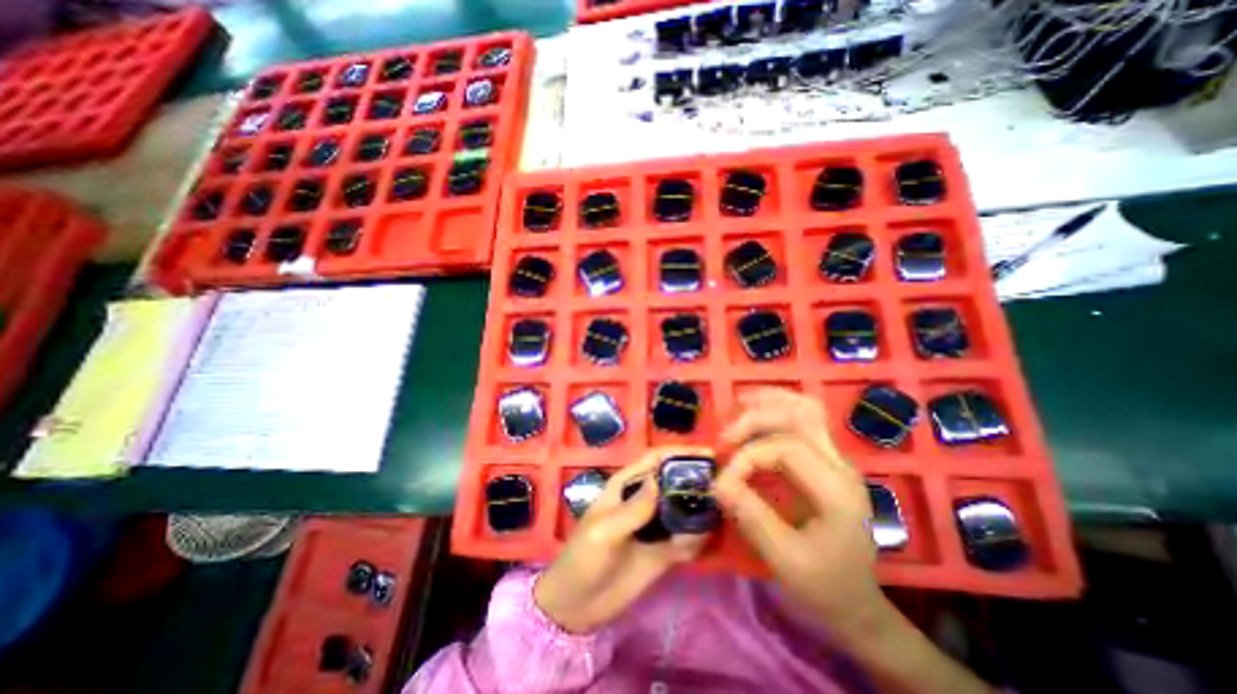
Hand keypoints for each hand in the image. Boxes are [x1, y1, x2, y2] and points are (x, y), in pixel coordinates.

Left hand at [528, 450, 710, 633]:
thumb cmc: (582, 559)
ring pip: (683, 509)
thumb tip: (659, 481)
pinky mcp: (663, 551)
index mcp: (626, 486)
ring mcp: (655, 526)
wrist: (576, 606)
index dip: (679, 453)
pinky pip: (685, 540)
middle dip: (696, 479)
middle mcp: (643, 500)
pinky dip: (697, 539)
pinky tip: (704, 541)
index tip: (708, 454)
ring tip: (721, 511)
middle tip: (723, 483)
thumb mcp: (603, 532)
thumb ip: (632, 509)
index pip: (655, 459)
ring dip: (701, 509)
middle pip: (674, 481)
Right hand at [717, 388, 890, 636]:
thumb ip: (751, 516)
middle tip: (724, 438)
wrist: (855, 603)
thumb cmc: (823, 586)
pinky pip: (803, 419)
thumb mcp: (784, 558)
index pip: (787, 448)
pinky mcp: (825, 460)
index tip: (724, 481)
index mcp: (837, 490)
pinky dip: (776, 409)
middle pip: (799, 415)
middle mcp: (841, 464)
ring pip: (805, 408)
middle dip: (755, 419)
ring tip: (739, 404)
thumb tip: (717, 482)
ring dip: (769, 401)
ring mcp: (836, 459)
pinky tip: (755, 412)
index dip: (748, 456)